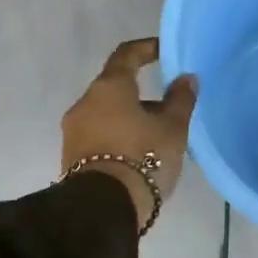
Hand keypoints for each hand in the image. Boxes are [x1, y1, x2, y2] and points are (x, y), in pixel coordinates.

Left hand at [62, 38, 197, 228]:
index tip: (163, 51)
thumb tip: (186, 78)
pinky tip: (140, 155)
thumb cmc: (143, 156)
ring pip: (107, 114)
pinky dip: (119, 137)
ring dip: (130, 118)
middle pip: (115, 88)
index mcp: (109, 87)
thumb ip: (181, 99)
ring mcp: (74, 131)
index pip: (126, 55)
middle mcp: (85, 102)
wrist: (104, 208)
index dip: (146, 49)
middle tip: (168, 109)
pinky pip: (99, 136)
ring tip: (158, 138)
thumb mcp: (173, 128)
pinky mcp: (71, 157)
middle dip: (142, 94)